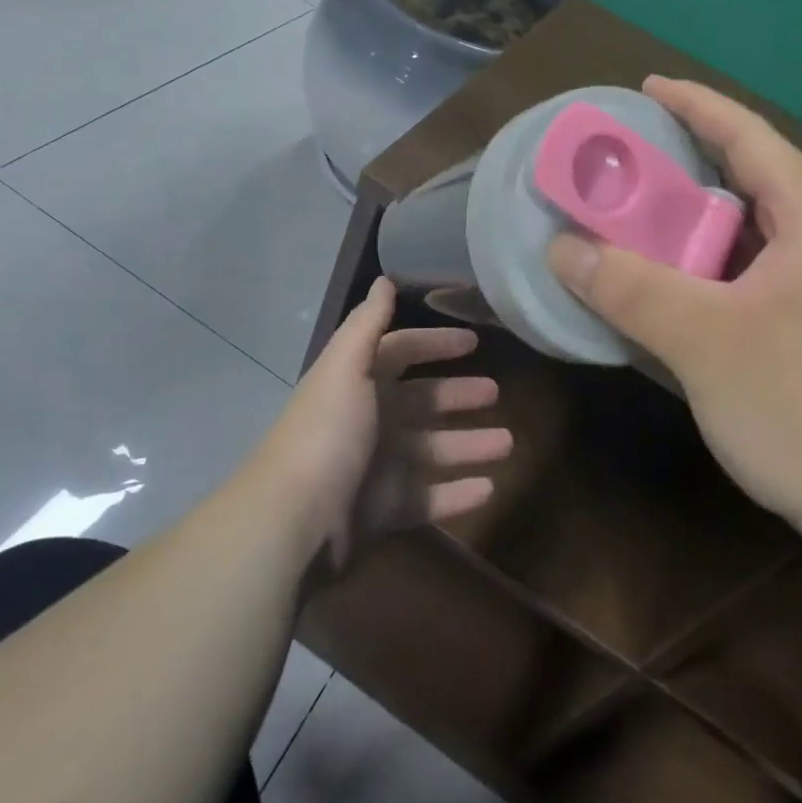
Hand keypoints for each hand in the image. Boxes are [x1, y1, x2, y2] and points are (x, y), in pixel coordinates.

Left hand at [257, 277, 512, 567]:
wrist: (294, 523)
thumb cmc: (327, 434)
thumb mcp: (346, 368)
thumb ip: (368, 324)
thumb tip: (384, 280)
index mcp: (357, 382)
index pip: (401, 352)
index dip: (435, 344)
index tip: (474, 342)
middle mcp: (368, 420)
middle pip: (422, 402)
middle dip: (459, 396)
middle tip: (497, 394)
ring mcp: (377, 468)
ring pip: (433, 451)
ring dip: (469, 445)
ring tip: (507, 444)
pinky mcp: (383, 511)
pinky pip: (429, 498)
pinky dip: (458, 493)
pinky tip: (489, 488)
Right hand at [547, 77, 801, 548]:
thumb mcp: (705, 341)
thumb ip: (630, 288)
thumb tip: (562, 246)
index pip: (748, 136)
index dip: (695, 105)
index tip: (644, 88)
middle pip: (749, 181)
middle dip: (685, 165)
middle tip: (622, 164)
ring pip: (748, 234)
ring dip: (692, 224)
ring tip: (634, 221)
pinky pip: (751, 277)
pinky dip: (707, 270)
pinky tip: (670, 290)